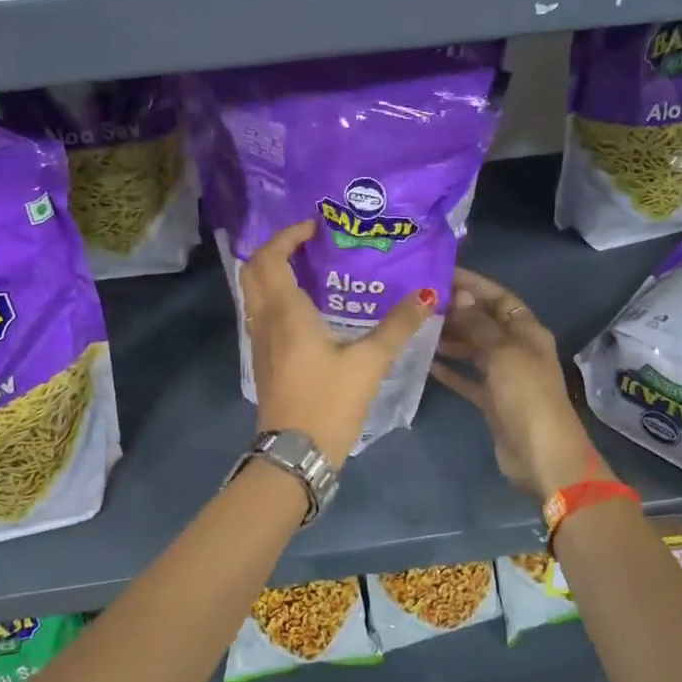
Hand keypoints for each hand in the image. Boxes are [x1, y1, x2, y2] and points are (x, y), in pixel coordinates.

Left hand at [242, 220, 436, 464]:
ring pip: (253, 292)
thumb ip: (397, 326)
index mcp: (284, 311)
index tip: (315, 228)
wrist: (295, 454)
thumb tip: (428, 294)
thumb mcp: (369, 363)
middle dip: (275, 249)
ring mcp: (258, 340)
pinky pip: (260, 313)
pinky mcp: (262, 359)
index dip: (287, 236)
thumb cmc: (328, 402)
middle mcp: (264, 319)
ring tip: (310, 269)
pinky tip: (306, 308)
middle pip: (253, 270)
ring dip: (272, 272)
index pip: (270, 257)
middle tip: (308, 245)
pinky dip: (275, 296)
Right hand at [430, 267, 607, 499]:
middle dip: (457, 310)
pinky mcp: (492, 400)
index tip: (441, 273)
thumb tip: (460, 295)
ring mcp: (504, 375)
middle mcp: (517, 349)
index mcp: (527, 331)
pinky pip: (467, 377)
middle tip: (420, 301)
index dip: (473, 284)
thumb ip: (478, 324)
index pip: (499, 297)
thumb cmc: (526, 395)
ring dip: (449, 338)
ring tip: (417, 328)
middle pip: (484, 321)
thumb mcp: (502, 353)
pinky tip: (424, 362)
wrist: (541, 455)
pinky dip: (449, 369)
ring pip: (473, 348)